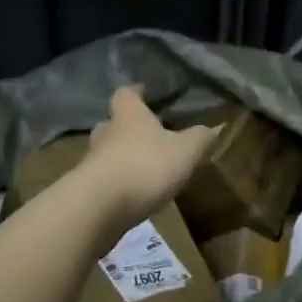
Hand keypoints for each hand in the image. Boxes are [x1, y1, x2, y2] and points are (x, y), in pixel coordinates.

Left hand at [79, 85, 218, 233]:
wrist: (97, 209)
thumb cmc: (145, 167)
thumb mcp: (186, 151)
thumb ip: (201, 138)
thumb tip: (215, 128)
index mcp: (129, 115)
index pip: (126, 93)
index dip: (137, 92)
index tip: (147, 93)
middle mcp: (106, 132)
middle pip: (114, 123)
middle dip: (130, 128)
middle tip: (150, 135)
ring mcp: (92, 162)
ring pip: (108, 152)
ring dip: (123, 157)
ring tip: (146, 168)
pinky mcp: (86, 190)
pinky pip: (104, 180)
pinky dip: (117, 183)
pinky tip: (134, 195)